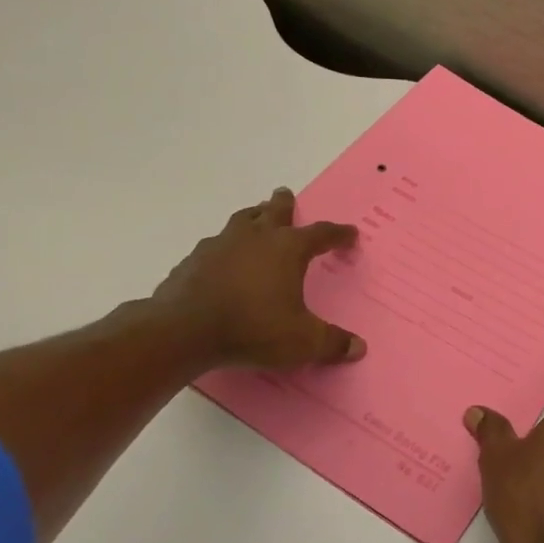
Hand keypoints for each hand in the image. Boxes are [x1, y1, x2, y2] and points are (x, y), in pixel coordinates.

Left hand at [154, 188, 366, 372]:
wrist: (185, 330)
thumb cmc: (254, 329)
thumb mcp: (302, 342)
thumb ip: (332, 343)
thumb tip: (358, 347)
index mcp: (288, 249)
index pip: (321, 234)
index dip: (338, 234)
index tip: (350, 234)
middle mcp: (256, 237)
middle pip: (274, 210)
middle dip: (284, 203)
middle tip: (286, 195)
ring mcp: (221, 245)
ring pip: (242, 220)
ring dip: (253, 216)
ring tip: (256, 218)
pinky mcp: (194, 259)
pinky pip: (215, 245)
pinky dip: (225, 247)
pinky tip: (223, 259)